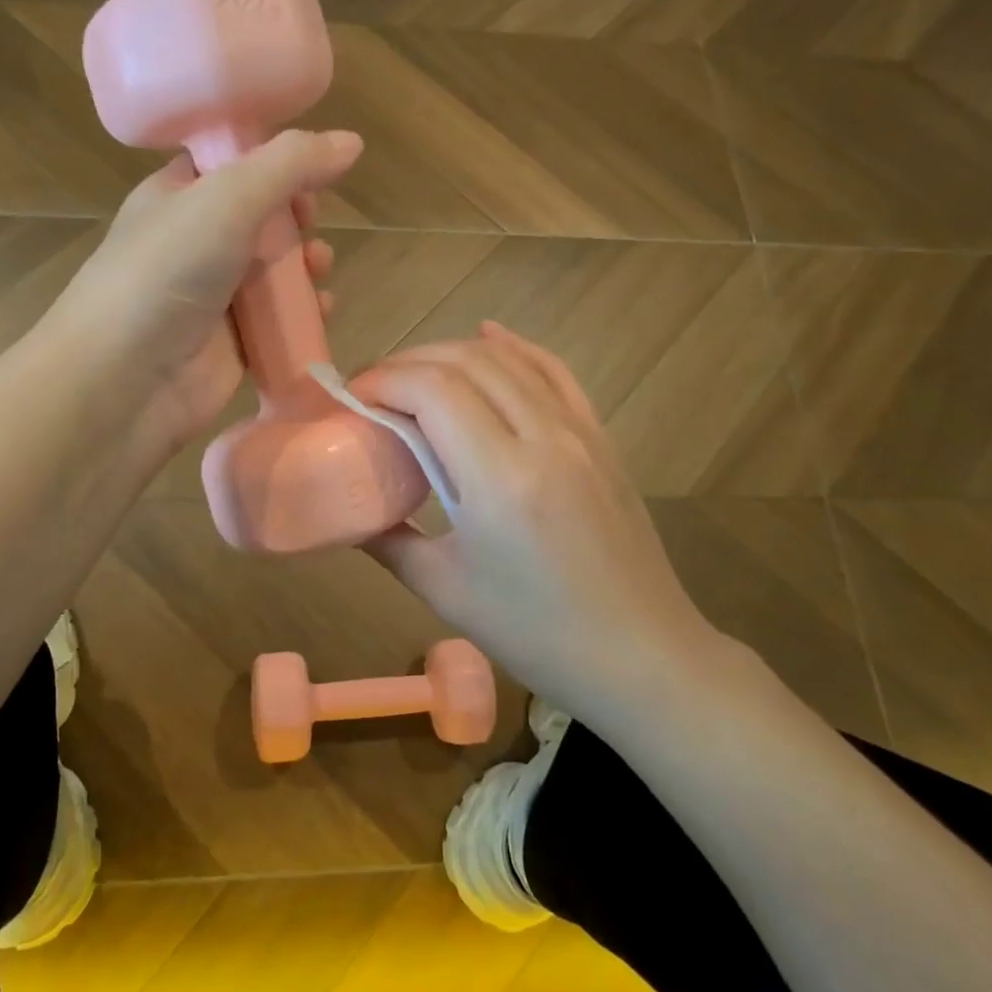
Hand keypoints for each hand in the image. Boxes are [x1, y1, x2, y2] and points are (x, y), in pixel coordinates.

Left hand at [53, 128, 361, 456]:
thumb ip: (291, 165)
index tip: (307, 169)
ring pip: (274, 272)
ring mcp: (212, 296)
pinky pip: (278, 321)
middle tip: (308, 222)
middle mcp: (193, 242)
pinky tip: (321, 312)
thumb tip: (352, 141)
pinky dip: (303, 314)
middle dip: (294, 218)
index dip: (272, 161)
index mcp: (177, 196)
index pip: (230, 164)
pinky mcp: (231, 344)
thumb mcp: (227, 199)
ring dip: (305, 266)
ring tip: (319, 268)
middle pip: (260, 218)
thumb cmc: (167, 273)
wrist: (124, 380)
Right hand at [349, 323, 722, 715]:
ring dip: (452, 353)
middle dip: (408, 363)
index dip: (383, 381)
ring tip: (414, 372)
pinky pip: (554, 372)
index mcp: (500, 479)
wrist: (642, 656)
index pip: (432, 391)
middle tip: (372, 388)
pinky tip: (490, 335)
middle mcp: (543, 437)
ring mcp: (580, 431)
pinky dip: (516, 347)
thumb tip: (350, 511)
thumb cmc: (537, 634)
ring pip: (508, 359)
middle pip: (465, 362)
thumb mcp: (445, 591)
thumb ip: (389, 540)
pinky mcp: (600, 437)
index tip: (351, 399)